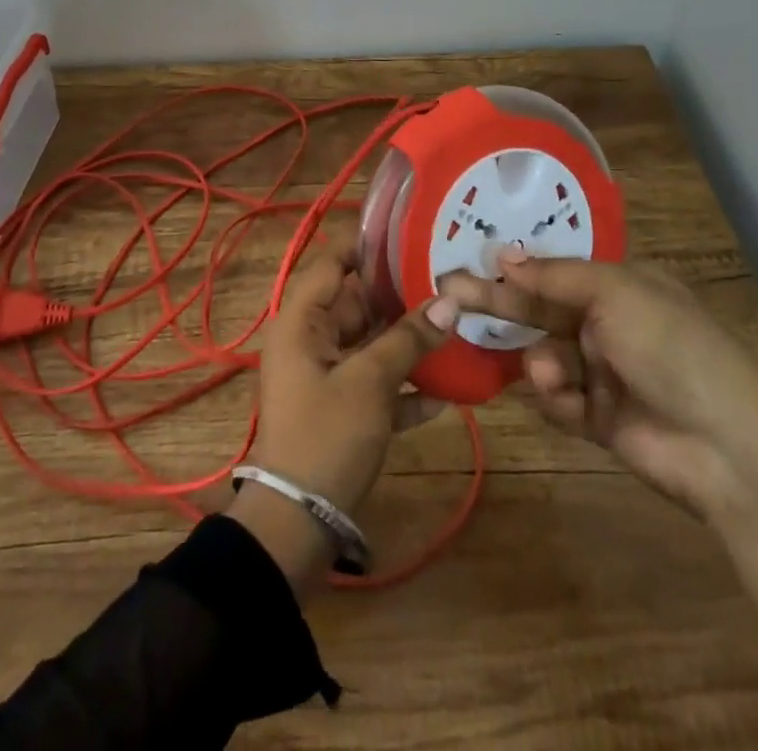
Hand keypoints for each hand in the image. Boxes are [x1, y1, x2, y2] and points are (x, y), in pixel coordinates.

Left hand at [229, 251, 458, 592]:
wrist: (298, 522)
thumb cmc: (326, 434)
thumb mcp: (370, 381)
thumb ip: (408, 339)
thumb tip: (451, 300)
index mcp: (302, 321)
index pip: (333, 264)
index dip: (368, 247)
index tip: (412, 235)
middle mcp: (311, 340)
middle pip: (359, 305)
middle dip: (402, 299)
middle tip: (452, 283)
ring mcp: (326, 376)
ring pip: (372, 345)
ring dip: (410, 344)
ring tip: (460, 328)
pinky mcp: (342, 410)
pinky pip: (376, 385)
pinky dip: (405, 387)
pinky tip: (449, 392)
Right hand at [441, 249, 757, 519]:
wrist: (726, 449)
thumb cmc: (672, 348)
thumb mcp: (615, 293)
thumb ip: (555, 275)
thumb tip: (505, 253)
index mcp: (620, 285)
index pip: (554, 270)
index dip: (514, 267)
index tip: (470, 261)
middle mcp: (608, 322)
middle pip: (539, 309)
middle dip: (499, 304)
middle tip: (448, 294)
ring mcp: (603, 371)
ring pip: (543, 355)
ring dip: (543, 364)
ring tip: (554, 376)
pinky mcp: (597, 416)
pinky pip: (558, 397)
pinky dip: (559, 399)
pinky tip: (572, 403)